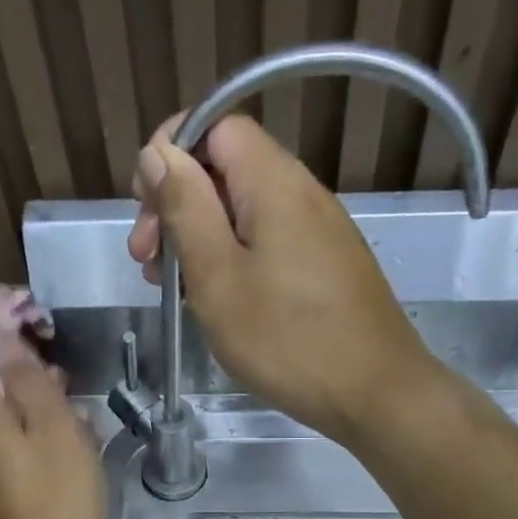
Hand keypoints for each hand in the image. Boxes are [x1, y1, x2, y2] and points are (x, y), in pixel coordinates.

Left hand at [0, 336, 103, 518]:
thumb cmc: (59, 492)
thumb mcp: (54, 427)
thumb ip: (29, 380)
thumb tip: (3, 336)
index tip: (18, 311)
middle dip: (21, 369)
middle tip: (60, 368)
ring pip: (7, 419)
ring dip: (36, 405)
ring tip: (76, 409)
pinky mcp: (2, 493)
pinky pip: (15, 447)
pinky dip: (38, 435)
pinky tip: (69, 445)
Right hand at [127, 113, 443, 442]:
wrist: (374, 394)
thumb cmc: (287, 340)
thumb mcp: (218, 277)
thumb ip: (185, 210)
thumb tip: (159, 153)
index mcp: (274, 182)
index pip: (216, 124)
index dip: (171, 151)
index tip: (143, 203)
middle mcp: (303, 193)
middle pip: (228, 170)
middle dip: (178, 204)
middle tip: (147, 262)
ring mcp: (320, 233)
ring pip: (246, 213)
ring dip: (201, 239)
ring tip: (172, 288)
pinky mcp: (327, 268)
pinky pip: (269, 244)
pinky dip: (234, 260)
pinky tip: (217, 301)